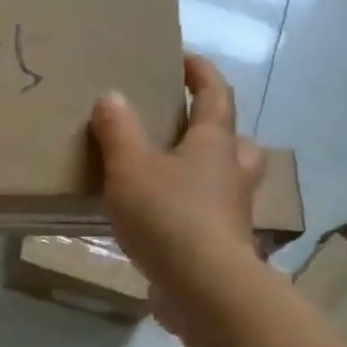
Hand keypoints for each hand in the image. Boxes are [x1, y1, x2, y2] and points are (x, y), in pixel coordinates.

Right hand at [91, 54, 265, 321]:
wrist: (204, 288)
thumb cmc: (169, 216)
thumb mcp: (131, 167)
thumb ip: (118, 131)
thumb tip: (111, 96)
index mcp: (214, 144)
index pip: (215, 96)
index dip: (201, 73)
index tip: (185, 59)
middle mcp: (231, 174)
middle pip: (235, 141)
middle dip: (215, 128)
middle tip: (187, 126)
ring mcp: (231, 213)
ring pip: (228, 181)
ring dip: (208, 171)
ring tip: (173, 174)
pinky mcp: (221, 246)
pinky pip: (210, 217)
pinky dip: (192, 211)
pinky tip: (162, 220)